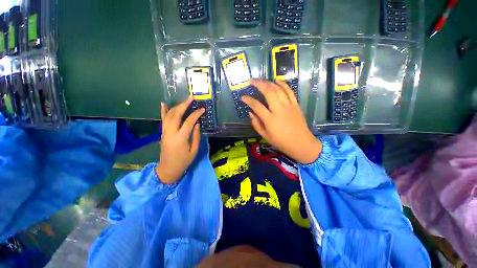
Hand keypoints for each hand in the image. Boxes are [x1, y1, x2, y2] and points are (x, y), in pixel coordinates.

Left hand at [156, 96, 203, 183]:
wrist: (168, 169)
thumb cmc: (183, 161)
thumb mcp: (194, 151)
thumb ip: (196, 136)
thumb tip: (197, 124)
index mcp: (180, 138)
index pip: (188, 122)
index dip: (196, 114)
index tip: (202, 109)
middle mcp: (170, 132)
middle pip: (176, 114)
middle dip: (184, 105)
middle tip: (192, 98)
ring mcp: (165, 132)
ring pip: (168, 115)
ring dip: (176, 106)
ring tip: (185, 100)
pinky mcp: (162, 133)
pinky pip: (162, 120)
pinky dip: (163, 111)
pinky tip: (164, 103)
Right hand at [241, 79, 321, 163]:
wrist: (301, 143)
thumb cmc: (281, 142)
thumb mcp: (265, 136)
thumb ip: (256, 124)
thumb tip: (250, 113)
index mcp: (270, 120)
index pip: (256, 106)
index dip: (248, 100)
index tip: (242, 97)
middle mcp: (279, 110)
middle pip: (268, 92)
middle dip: (258, 84)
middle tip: (251, 81)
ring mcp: (288, 106)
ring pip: (278, 90)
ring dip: (268, 83)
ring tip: (261, 80)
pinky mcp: (295, 105)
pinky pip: (289, 91)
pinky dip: (283, 84)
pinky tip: (277, 80)